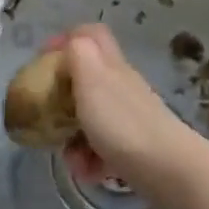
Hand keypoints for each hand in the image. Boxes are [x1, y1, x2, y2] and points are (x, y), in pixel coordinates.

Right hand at [51, 25, 207, 208]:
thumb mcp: (92, 81)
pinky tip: (90, 173)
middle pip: (85, 83)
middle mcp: (121, 88)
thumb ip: (78, 55)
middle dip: (61, 104)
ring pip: (90, 120)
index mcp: (110, 66)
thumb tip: (70, 41)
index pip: (90, 35)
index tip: (41, 60)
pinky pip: (102, 149)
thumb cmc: (122, 124)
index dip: (64, 40)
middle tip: (47, 118)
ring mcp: (128, 119)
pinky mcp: (133, 148)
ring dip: (74, 140)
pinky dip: (91, 161)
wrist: (168, 169)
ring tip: (72, 160)